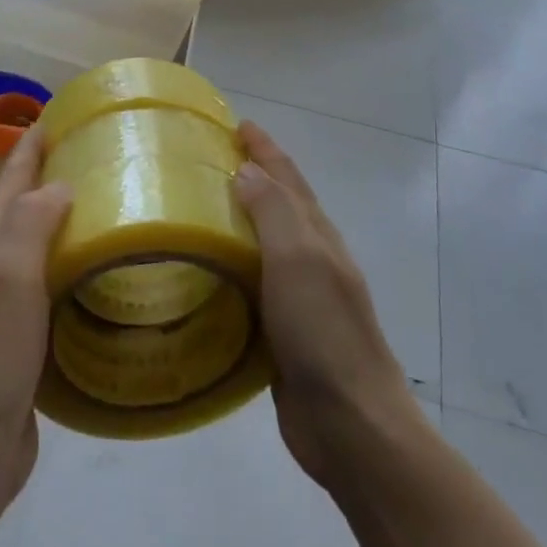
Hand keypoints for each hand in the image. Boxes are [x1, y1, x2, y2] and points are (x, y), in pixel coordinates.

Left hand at [0, 128, 71, 507]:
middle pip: (27, 206)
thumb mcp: (6, 277)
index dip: (33, 145)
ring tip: (114, 204)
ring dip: (70, 220)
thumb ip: (31, 223)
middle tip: (105, 156)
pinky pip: (56, 284)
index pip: (12, 178)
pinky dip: (78, 265)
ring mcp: (7, 304)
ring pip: (43, 245)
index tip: (64, 114)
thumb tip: (62, 186)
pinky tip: (106, 270)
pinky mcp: (26, 337)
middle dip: (57, 174)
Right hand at [235, 120, 414, 488]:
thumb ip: (274, 212)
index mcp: (317, 236)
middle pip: (279, 207)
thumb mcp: (299, 259)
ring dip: (238, 223)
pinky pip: (251, 287)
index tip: (238, 124)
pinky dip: (230, 270)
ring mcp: (298, 298)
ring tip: (196, 212)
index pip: (288, 179)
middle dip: (252, 178)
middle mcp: (311, 260)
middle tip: (208, 162)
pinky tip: (204, 277)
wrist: (350, 422)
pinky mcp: (281, 333)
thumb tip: (248, 170)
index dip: (266, 149)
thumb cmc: (324, 332)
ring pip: (263, 247)